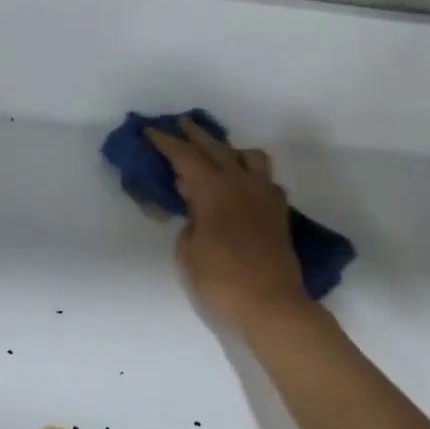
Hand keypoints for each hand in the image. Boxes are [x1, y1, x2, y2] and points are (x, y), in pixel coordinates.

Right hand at [145, 119, 309, 333]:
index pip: (186, 156)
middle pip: (217, 148)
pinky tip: (242, 189)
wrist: (271, 304)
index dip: (166, 143)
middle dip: (196, 135)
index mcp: (214, 189)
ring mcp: (265, 195)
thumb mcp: (187, 252)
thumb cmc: (220, 280)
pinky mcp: (279, 212)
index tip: (151, 132)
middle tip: (181, 125)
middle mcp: (242, 183)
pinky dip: (250, 176)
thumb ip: (188, 222)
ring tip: (218, 157)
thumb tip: (196, 207)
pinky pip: (265, 180)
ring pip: (249, 157)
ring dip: (230, 151)